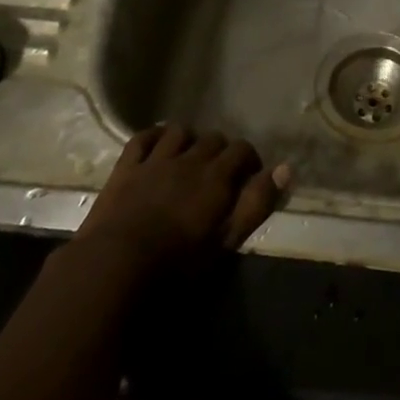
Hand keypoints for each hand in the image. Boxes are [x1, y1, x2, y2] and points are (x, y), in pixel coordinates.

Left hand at [73, 125, 289, 282]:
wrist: (114, 268)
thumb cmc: (176, 266)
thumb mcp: (225, 242)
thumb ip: (256, 204)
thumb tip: (285, 169)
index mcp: (216, 177)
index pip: (243, 151)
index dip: (249, 162)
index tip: (248, 180)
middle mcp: (190, 159)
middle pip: (213, 139)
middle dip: (220, 152)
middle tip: (218, 175)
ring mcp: (155, 160)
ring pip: (180, 131)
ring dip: (189, 141)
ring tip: (188, 158)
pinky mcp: (126, 167)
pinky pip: (143, 137)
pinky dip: (154, 137)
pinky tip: (157, 146)